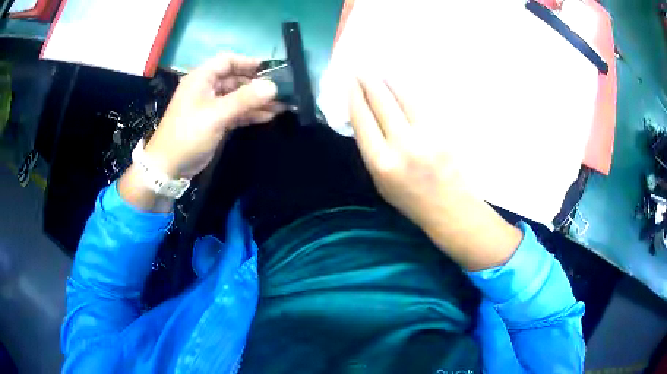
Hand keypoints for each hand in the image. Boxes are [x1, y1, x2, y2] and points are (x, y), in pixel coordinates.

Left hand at [145, 53, 282, 178]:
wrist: (169, 167)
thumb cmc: (188, 135)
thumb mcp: (216, 115)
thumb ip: (244, 99)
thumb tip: (273, 86)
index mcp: (201, 79)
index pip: (227, 61)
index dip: (248, 62)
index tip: (270, 69)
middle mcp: (207, 88)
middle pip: (235, 79)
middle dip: (257, 84)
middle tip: (280, 91)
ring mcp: (211, 105)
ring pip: (238, 97)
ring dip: (257, 100)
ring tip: (281, 105)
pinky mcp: (215, 121)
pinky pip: (236, 112)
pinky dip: (250, 113)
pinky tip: (268, 116)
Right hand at [349, 77, 521, 270]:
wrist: (449, 206)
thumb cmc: (410, 199)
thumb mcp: (380, 182)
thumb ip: (371, 150)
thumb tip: (365, 118)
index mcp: (381, 163)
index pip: (362, 119)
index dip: (355, 97)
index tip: (350, 83)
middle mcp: (402, 145)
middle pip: (381, 103)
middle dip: (369, 82)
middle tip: (362, 69)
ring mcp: (426, 136)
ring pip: (404, 98)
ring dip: (390, 81)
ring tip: (382, 71)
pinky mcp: (444, 131)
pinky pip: (423, 104)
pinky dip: (410, 91)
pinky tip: (404, 83)